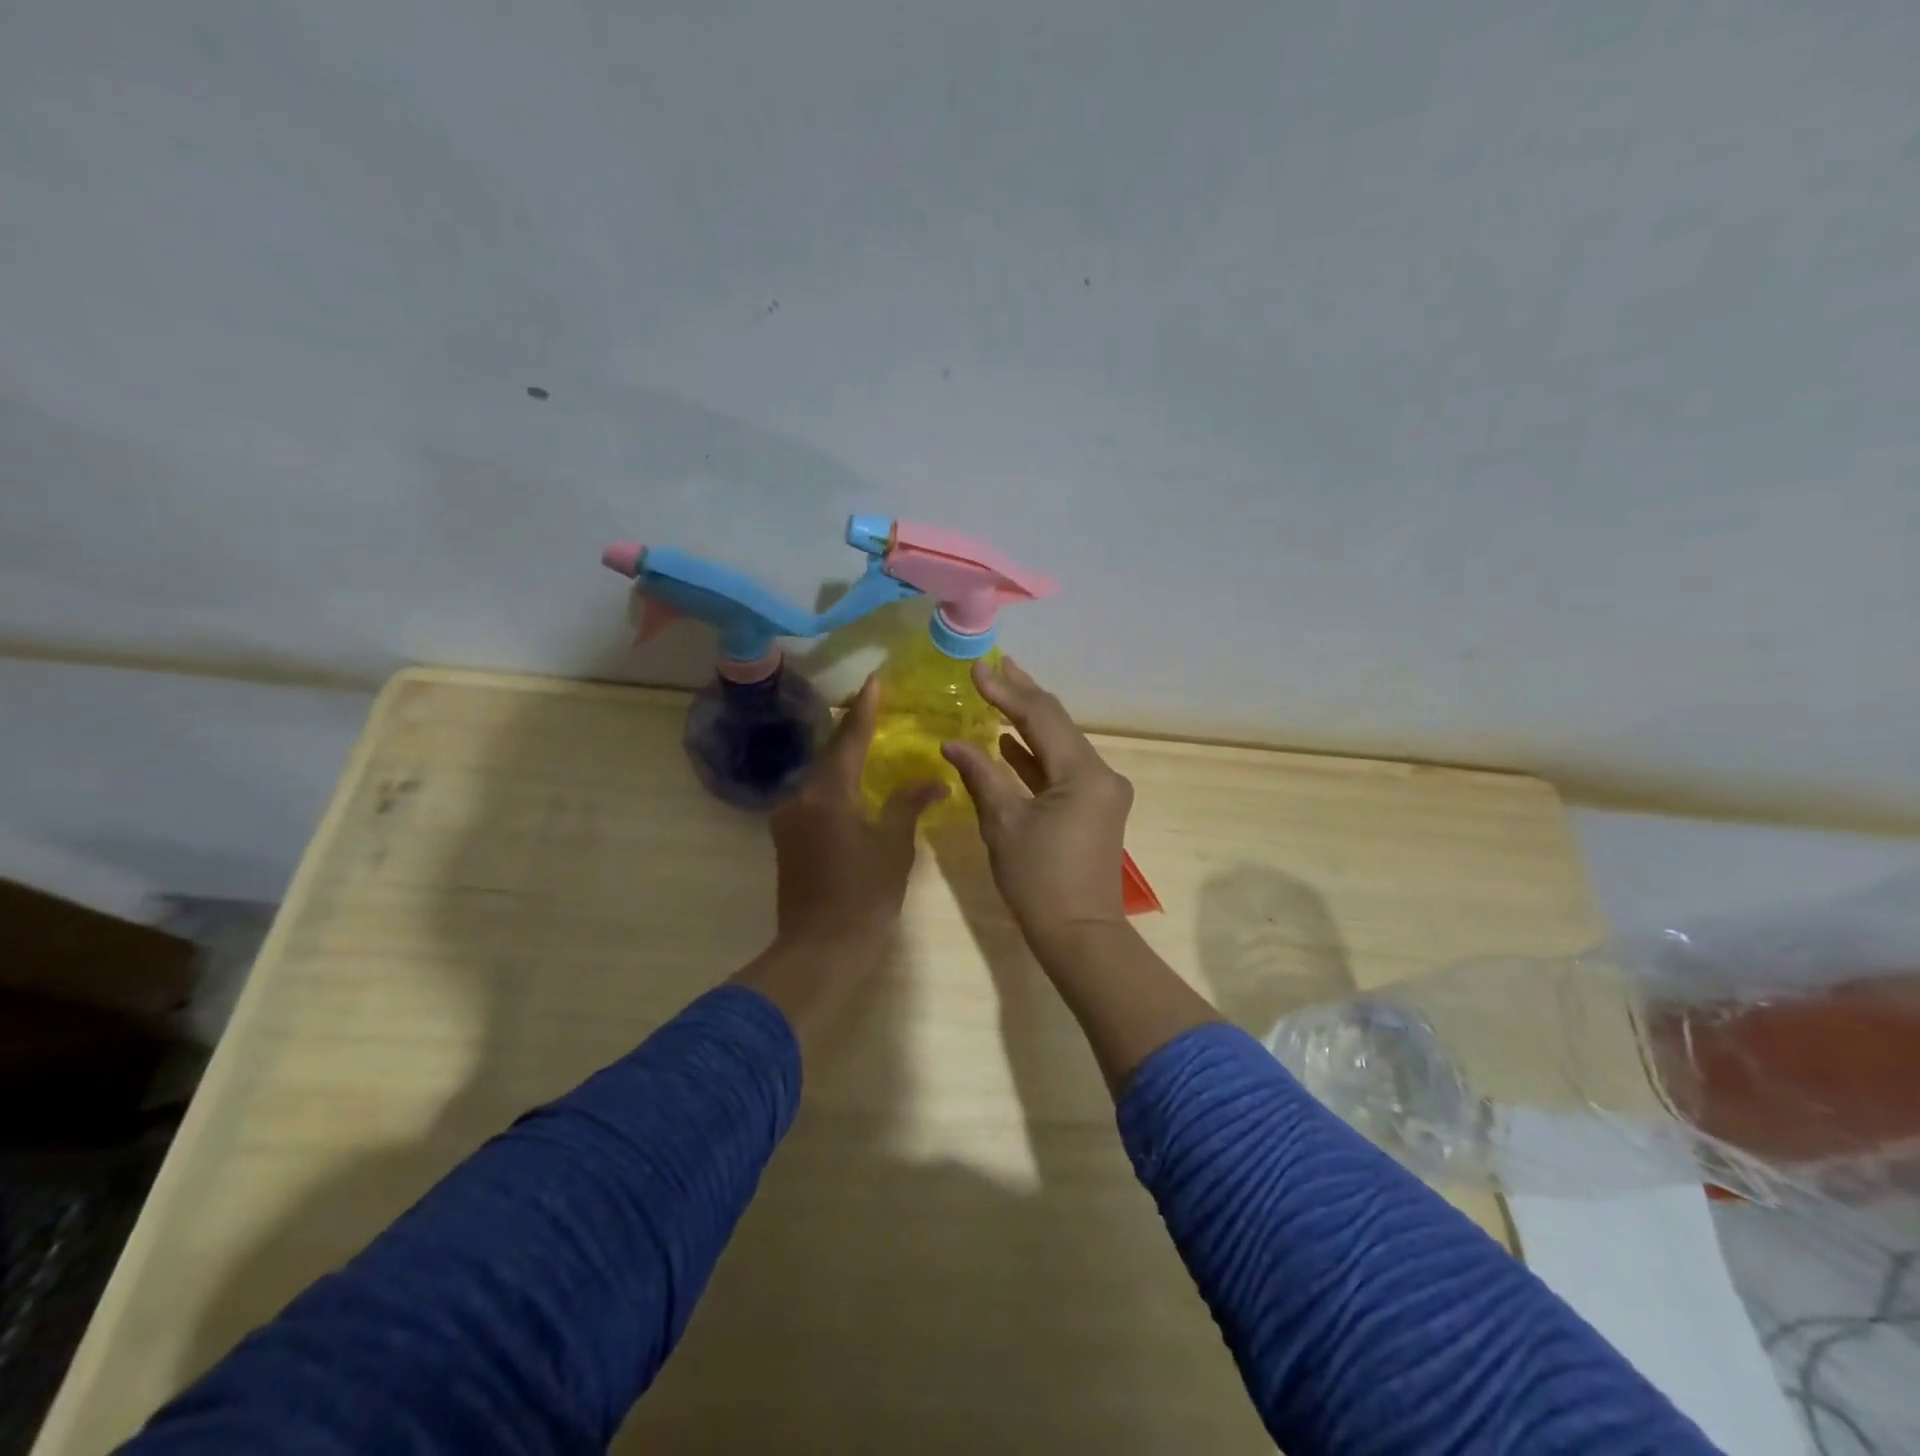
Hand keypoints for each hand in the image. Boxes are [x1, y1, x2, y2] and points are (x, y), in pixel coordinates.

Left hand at [768, 674, 944, 966]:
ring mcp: (789, 819)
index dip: (865, 708)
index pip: (850, 739)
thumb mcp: (893, 847)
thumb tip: (932, 781)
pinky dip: (836, 784)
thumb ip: (908, 805)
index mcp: (828, 794)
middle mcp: (801, 797)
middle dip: (853, 728)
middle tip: (876, 705)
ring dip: (844, 758)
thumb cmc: (863, 896)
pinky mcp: (788, 838)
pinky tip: (854, 784)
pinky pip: (815, 797)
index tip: (875, 679)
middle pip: (830, 753)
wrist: (819, 949)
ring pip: (820, 776)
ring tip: (869, 740)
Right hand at [940, 658, 1133, 953]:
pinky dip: (1035, 756)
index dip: (1007, 691)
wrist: (1079, 935)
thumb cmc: (1039, 880)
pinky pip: (1062, 770)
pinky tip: (1009, 743)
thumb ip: (980, 774)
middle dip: (1023, 695)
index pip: (1041, 717)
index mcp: (1083, 773)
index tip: (976, 670)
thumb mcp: (1004, 823)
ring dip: (1028, 723)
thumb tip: (952, 742)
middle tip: (995, 666)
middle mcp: (1101, 773)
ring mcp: (1101, 791)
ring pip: (1060, 745)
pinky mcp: (1094, 808)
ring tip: (998, 694)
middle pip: (1057, 724)